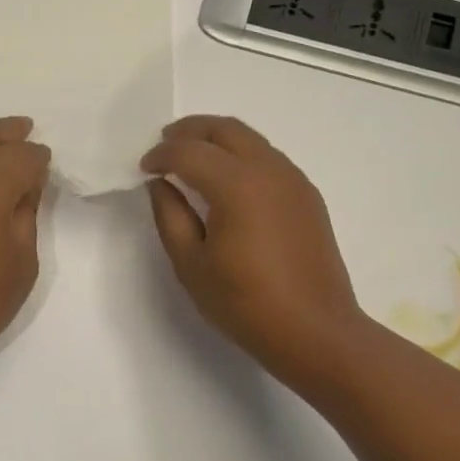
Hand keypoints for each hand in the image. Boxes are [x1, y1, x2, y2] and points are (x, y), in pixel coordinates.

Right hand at [142, 115, 368, 389]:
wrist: (316, 331)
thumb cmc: (246, 304)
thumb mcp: (192, 265)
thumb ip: (170, 217)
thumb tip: (161, 184)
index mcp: (237, 186)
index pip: (189, 152)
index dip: (160, 155)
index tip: (143, 169)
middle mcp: (269, 170)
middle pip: (224, 129)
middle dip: (189, 130)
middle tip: (164, 143)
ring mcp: (294, 180)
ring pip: (250, 139)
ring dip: (217, 139)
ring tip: (192, 158)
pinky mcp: (307, 195)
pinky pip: (268, 157)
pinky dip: (240, 155)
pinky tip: (227, 181)